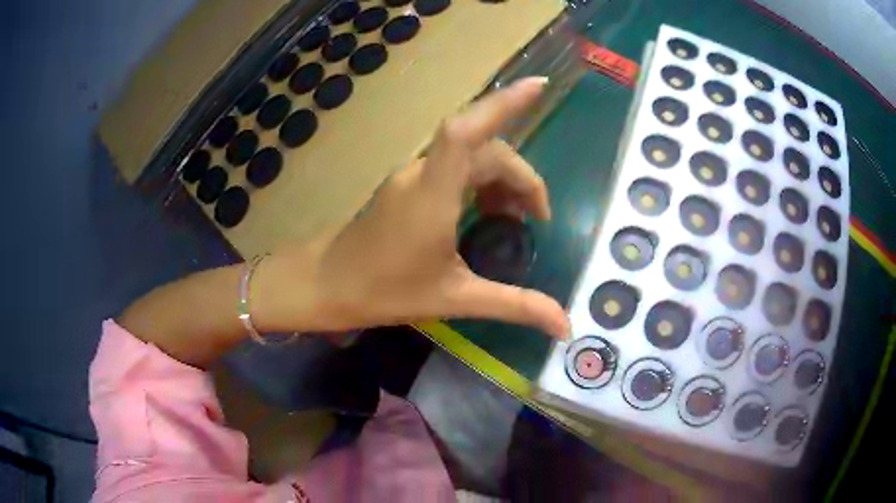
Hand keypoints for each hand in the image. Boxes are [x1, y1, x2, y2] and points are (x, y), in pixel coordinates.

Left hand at [254, 77, 569, 338]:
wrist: (325, 285)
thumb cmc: (384, 292)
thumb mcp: (455, 299)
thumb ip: (514, 306)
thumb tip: (565, 325)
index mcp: (432, 194)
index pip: (467, 131)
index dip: (504, 102)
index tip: (539, 86)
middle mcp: (422, 173)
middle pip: (484, 149)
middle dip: (520, 177)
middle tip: (536, 220)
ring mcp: (411, 175)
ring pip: (469, 156)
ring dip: (500, 178)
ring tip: (515, 218)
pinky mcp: (407, 184)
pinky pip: (453, 167)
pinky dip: (480, 182)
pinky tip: (486, 212)